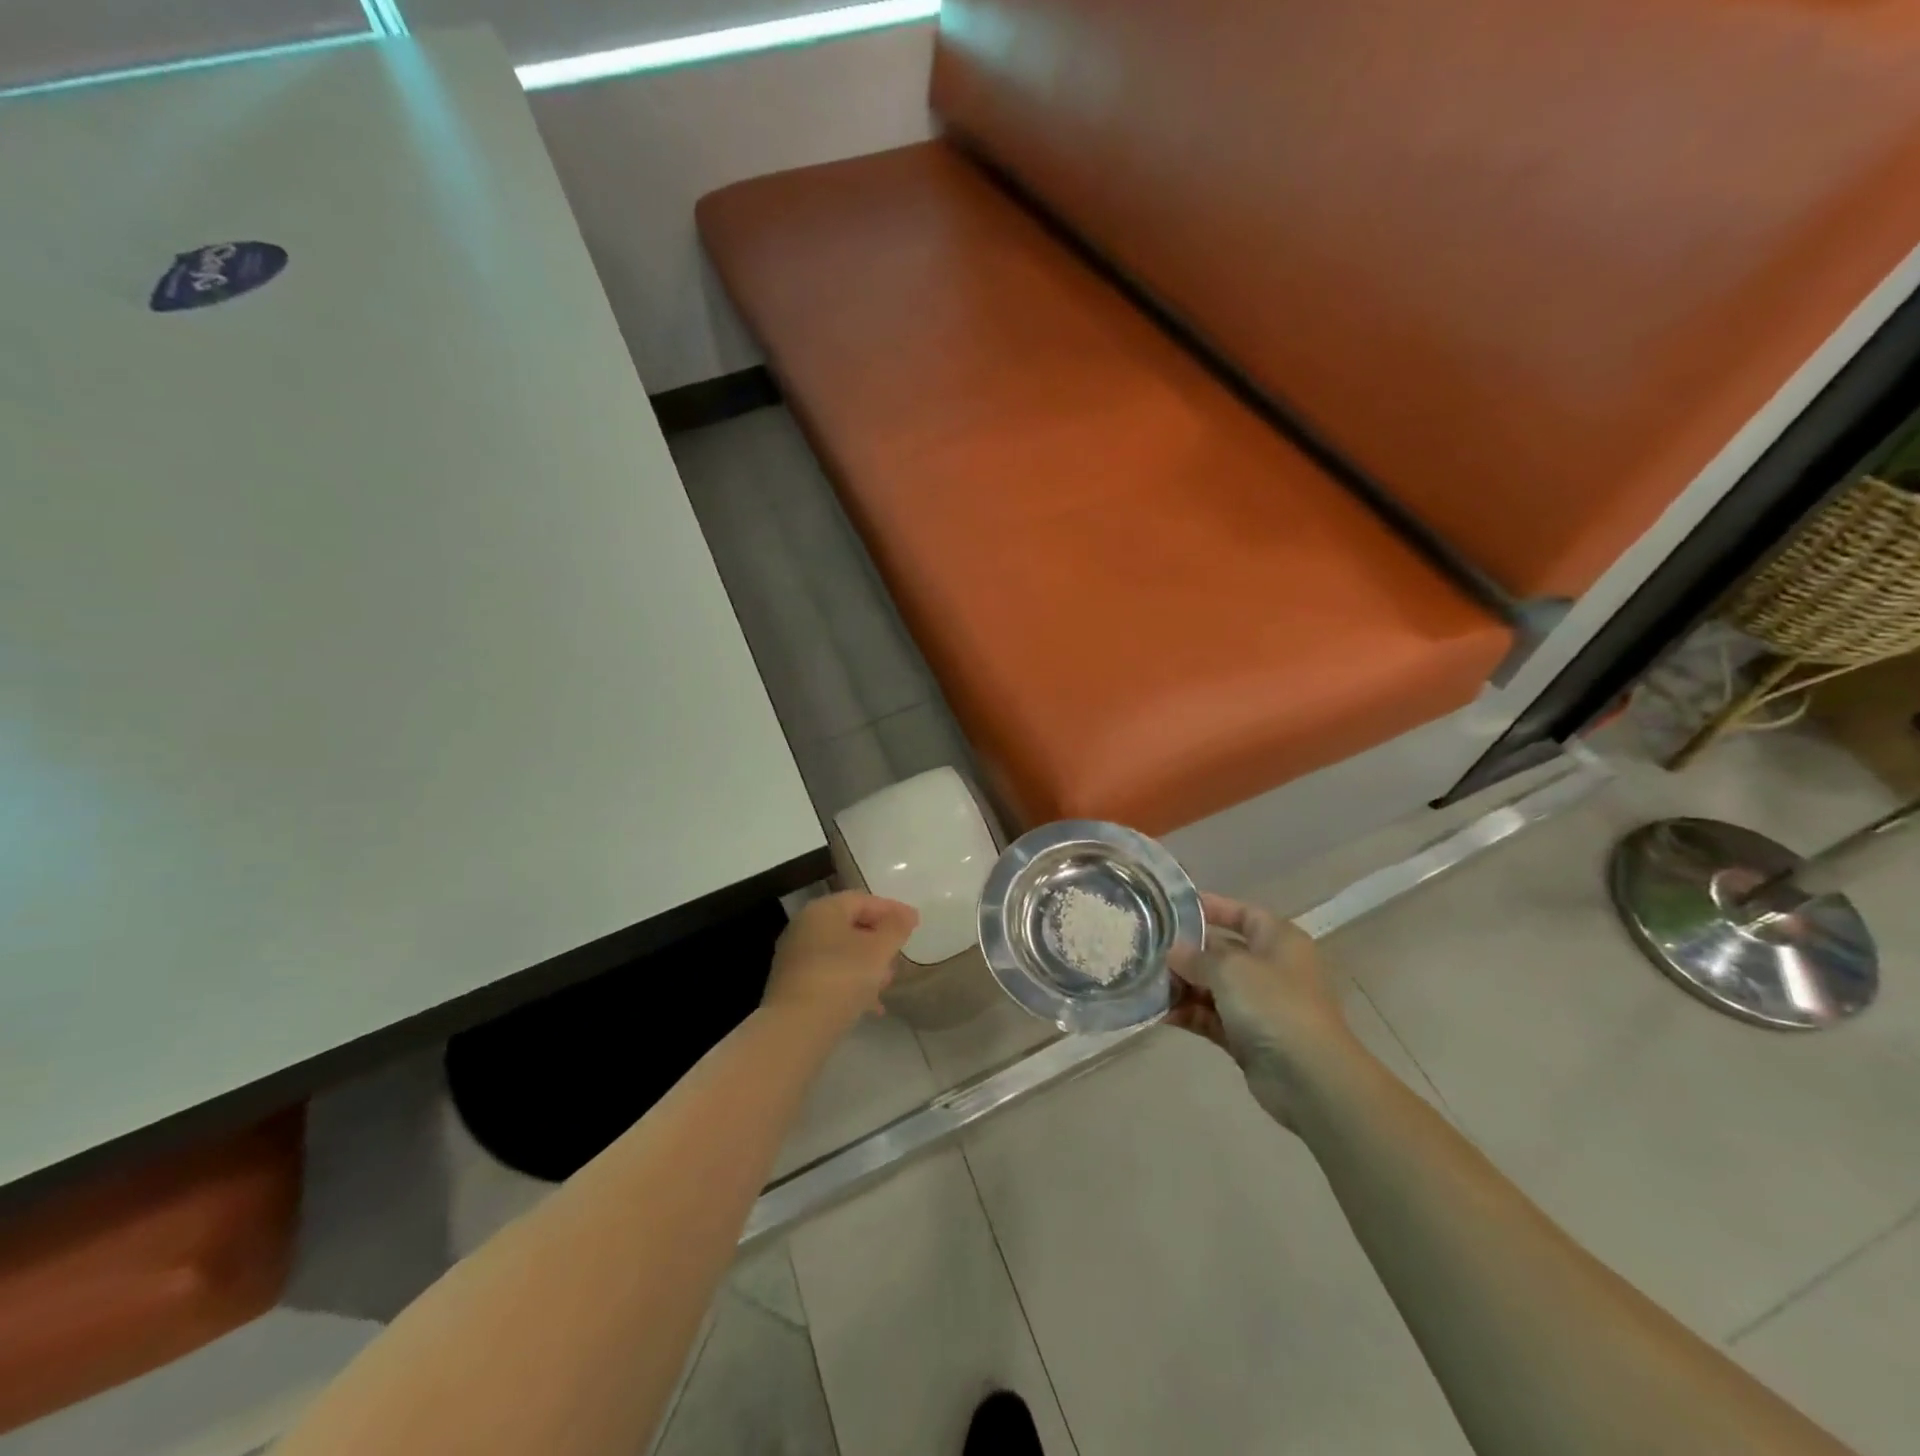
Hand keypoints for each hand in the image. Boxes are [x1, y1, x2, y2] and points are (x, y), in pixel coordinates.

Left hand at [763, 892, 918, 1031]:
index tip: (915, 923)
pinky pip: (829, 974)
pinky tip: (870, 1004)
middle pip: (849, 925)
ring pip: (839, 952)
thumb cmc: (842, 977)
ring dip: (866, 963)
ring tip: (887, 982)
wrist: (796, 1028)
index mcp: (823, 909)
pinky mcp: (792, 985)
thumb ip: (896, 928)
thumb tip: (906, 915)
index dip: (892, 909)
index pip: (862, 900)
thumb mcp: (879, 950)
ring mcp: (795, 956)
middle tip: (900, 952)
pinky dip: (851, 981)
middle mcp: (804, 926)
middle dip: (878, 938)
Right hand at [1168, 894, 1363, 1127]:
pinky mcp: (1249, 1038)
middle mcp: (1272, 968)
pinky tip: (1160, 1013)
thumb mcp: (1230, 969)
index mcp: (1279, 940)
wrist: (1310, 1078)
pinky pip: (1212, 1018)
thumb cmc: (1274, 1004)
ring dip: (1183, 986)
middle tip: (1148, 948)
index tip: (1173, 907)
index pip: (1243, 913)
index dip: (1212, 907)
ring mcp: (1261, 1006)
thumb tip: (1172, 952)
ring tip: (1146, 982)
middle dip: (1188, 952)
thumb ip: (1196, 957)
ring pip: (1215, 987)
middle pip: (1223, 951)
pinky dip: (1190, 1014)